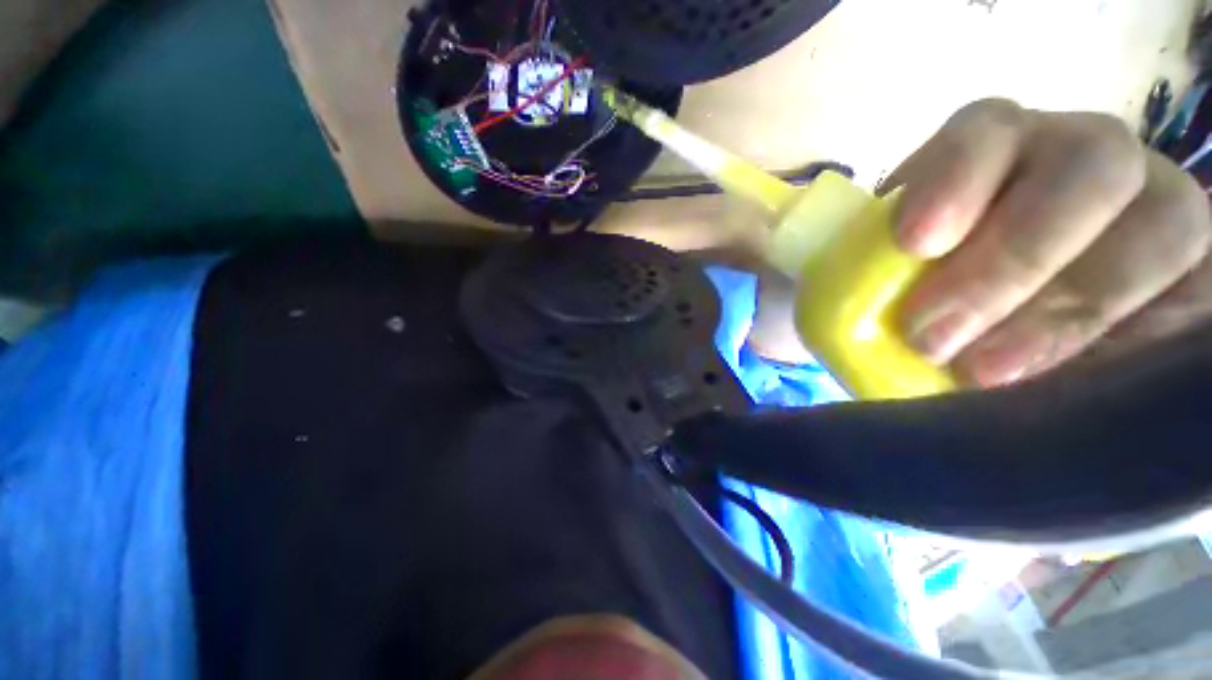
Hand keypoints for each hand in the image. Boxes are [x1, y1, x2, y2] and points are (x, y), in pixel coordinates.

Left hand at [885, 99, 1211, 386]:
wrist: (1003, 324)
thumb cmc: (915, 297)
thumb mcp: (879, 278)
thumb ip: (865, 277)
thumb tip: (856, 308)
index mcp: (998, 147)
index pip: (986, 130)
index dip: (956, 179)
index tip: (914, 244)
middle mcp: (1087, 158)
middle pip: (1087, 169)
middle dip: (1012, 260)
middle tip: (934, 339)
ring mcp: (1157, 205)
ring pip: (1162, 225)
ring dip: (1073, 310)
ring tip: (990, 374)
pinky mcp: (1201, 269)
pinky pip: (1201, 294)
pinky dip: (1143, 339)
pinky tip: (1079, 380)